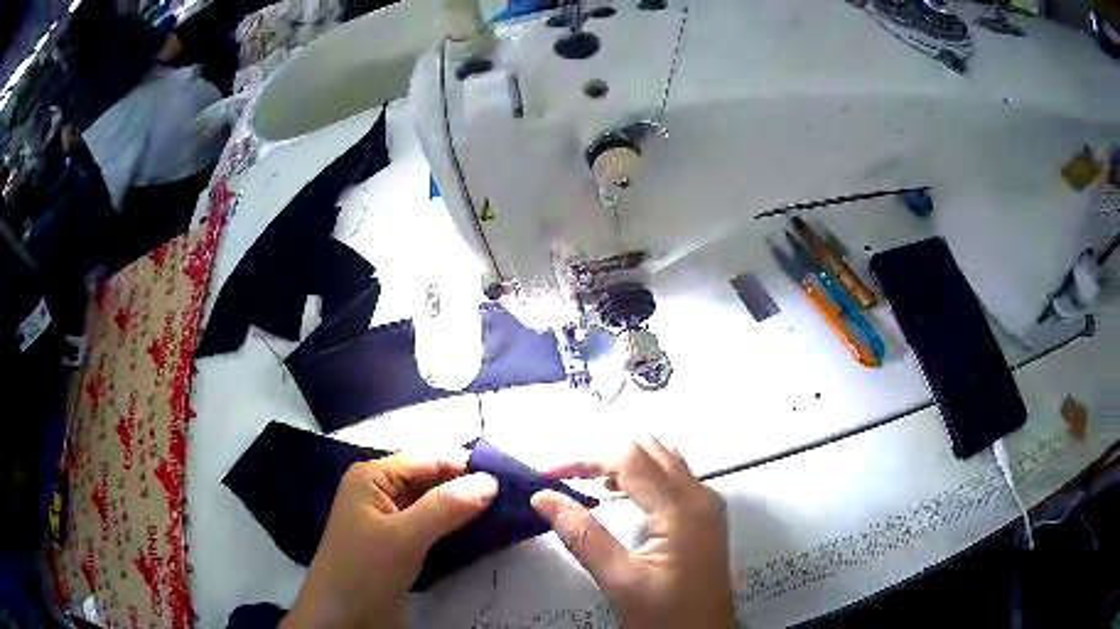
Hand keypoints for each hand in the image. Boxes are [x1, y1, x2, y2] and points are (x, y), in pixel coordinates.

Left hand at [281, 454, 497, 628]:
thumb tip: (491, 481)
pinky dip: (455, 528)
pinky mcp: (399, 544)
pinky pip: (433, 527)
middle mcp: (381, 491)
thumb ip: (446, 506)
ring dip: (465, 510)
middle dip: (468, 488)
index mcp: (373, 476)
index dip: (466, 466)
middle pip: (432, 480)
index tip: (511, 478)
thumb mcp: (404, 537)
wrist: (344, 619)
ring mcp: (390, 519)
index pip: (427, 460)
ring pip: (434, 505)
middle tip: (515, 499)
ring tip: (507, 515)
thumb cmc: (364, 570)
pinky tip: (482, 534)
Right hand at [532, 439, 734, 628]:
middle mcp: (700, 495)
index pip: (630, 459)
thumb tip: (544, 498)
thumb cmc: (667, 616)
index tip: (548, 475)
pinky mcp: (705, 515)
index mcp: (682, 509)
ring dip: (622, 463)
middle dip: (603, 457)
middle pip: (649, 450)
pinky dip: (640, 475)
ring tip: (585, 483)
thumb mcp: (620, 581)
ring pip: (662, 459)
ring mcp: (707, 504)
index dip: (585, 460)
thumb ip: (583, 536)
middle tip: (566, 479)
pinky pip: (672, 476)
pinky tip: (618, 495)